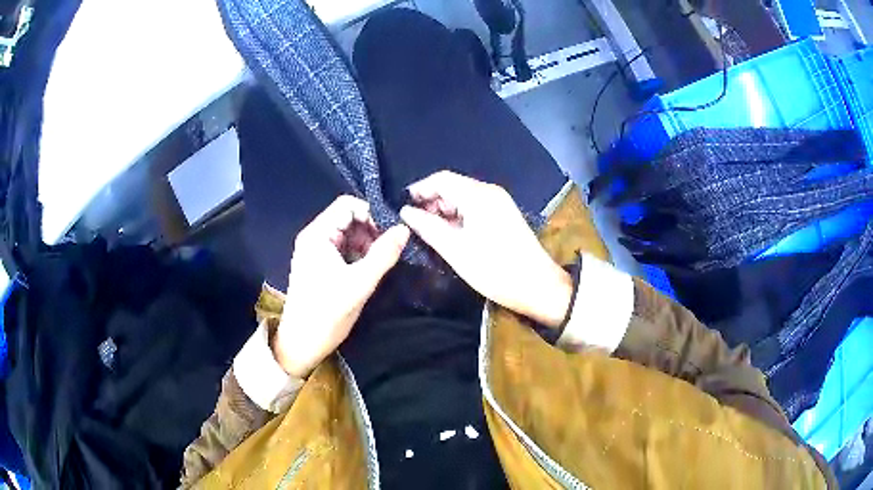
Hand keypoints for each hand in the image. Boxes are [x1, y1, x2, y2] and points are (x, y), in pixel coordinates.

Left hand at [274, 196, 409, 377]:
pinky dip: (359, 255)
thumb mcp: (360, 283)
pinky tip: (370, 270)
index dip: (371, 214)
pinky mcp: (319, 266)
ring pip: (347, 235)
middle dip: (371, 230)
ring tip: (383, 262)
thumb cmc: (327, 313)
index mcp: (317, 235)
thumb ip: (384, 254)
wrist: (302, 343)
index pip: (347, 206)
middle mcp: (314, 237)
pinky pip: (343, 250)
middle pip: (347, 219)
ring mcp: (315, 252)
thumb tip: (404, 229)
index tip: (391, 233)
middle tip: (391, 249)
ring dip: (367, 244)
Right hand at [399, 171, 571, 327]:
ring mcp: (500, 203)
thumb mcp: (455, 250)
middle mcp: (490, 192)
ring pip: (464, 197)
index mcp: (478, 195)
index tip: (401, 206)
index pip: (441, 179)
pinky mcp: (505, 215)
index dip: (419, 189)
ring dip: (444, 209)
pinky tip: (450, 233)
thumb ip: (428, 227)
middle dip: (431, 201)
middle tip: (413, 222)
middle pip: (453, 186)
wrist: (538, 286)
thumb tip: (406, 212)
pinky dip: (459, 215)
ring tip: (428, 230)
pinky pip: (475, 207)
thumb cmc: (494, 269)